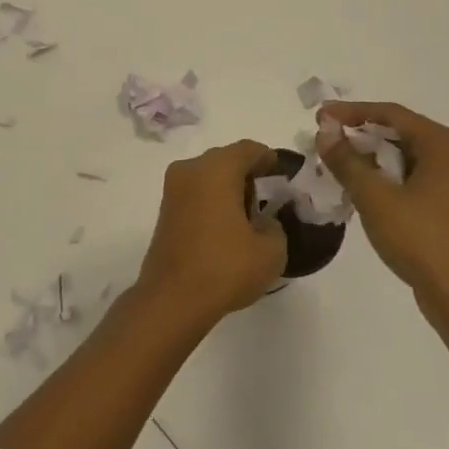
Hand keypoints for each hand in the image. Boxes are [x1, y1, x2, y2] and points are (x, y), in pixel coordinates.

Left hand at [137, 140, 286, 327]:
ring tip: (249, 216)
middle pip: (225, 159)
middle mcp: (190, 169)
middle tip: (269, 196)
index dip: (268, 159)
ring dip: (228, 188)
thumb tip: (262, 221)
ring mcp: (173, 189)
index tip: (282, 174)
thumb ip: (274, 225)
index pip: (248, 149)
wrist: (173, 299)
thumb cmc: (225, 267)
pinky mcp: (165, 211)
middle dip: (248, 173)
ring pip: (208, 176)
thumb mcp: (271, 250)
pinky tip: (227, 227)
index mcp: (216, 168)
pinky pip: (196, 193)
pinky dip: (212, 201)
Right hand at [317, 103, 448, 328]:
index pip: (392, 114)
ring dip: (375, 159)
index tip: (320, 117)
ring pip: (410, 157)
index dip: (352, 112)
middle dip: (363, 136)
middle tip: (328, 141)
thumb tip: (325, 132)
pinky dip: (392, 178)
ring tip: (341, 166)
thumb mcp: (375, 197)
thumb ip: (346, 160)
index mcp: (446, 145)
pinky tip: (368, 191)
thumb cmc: (421, 241)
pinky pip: (420, 178)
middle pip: (403, 133)